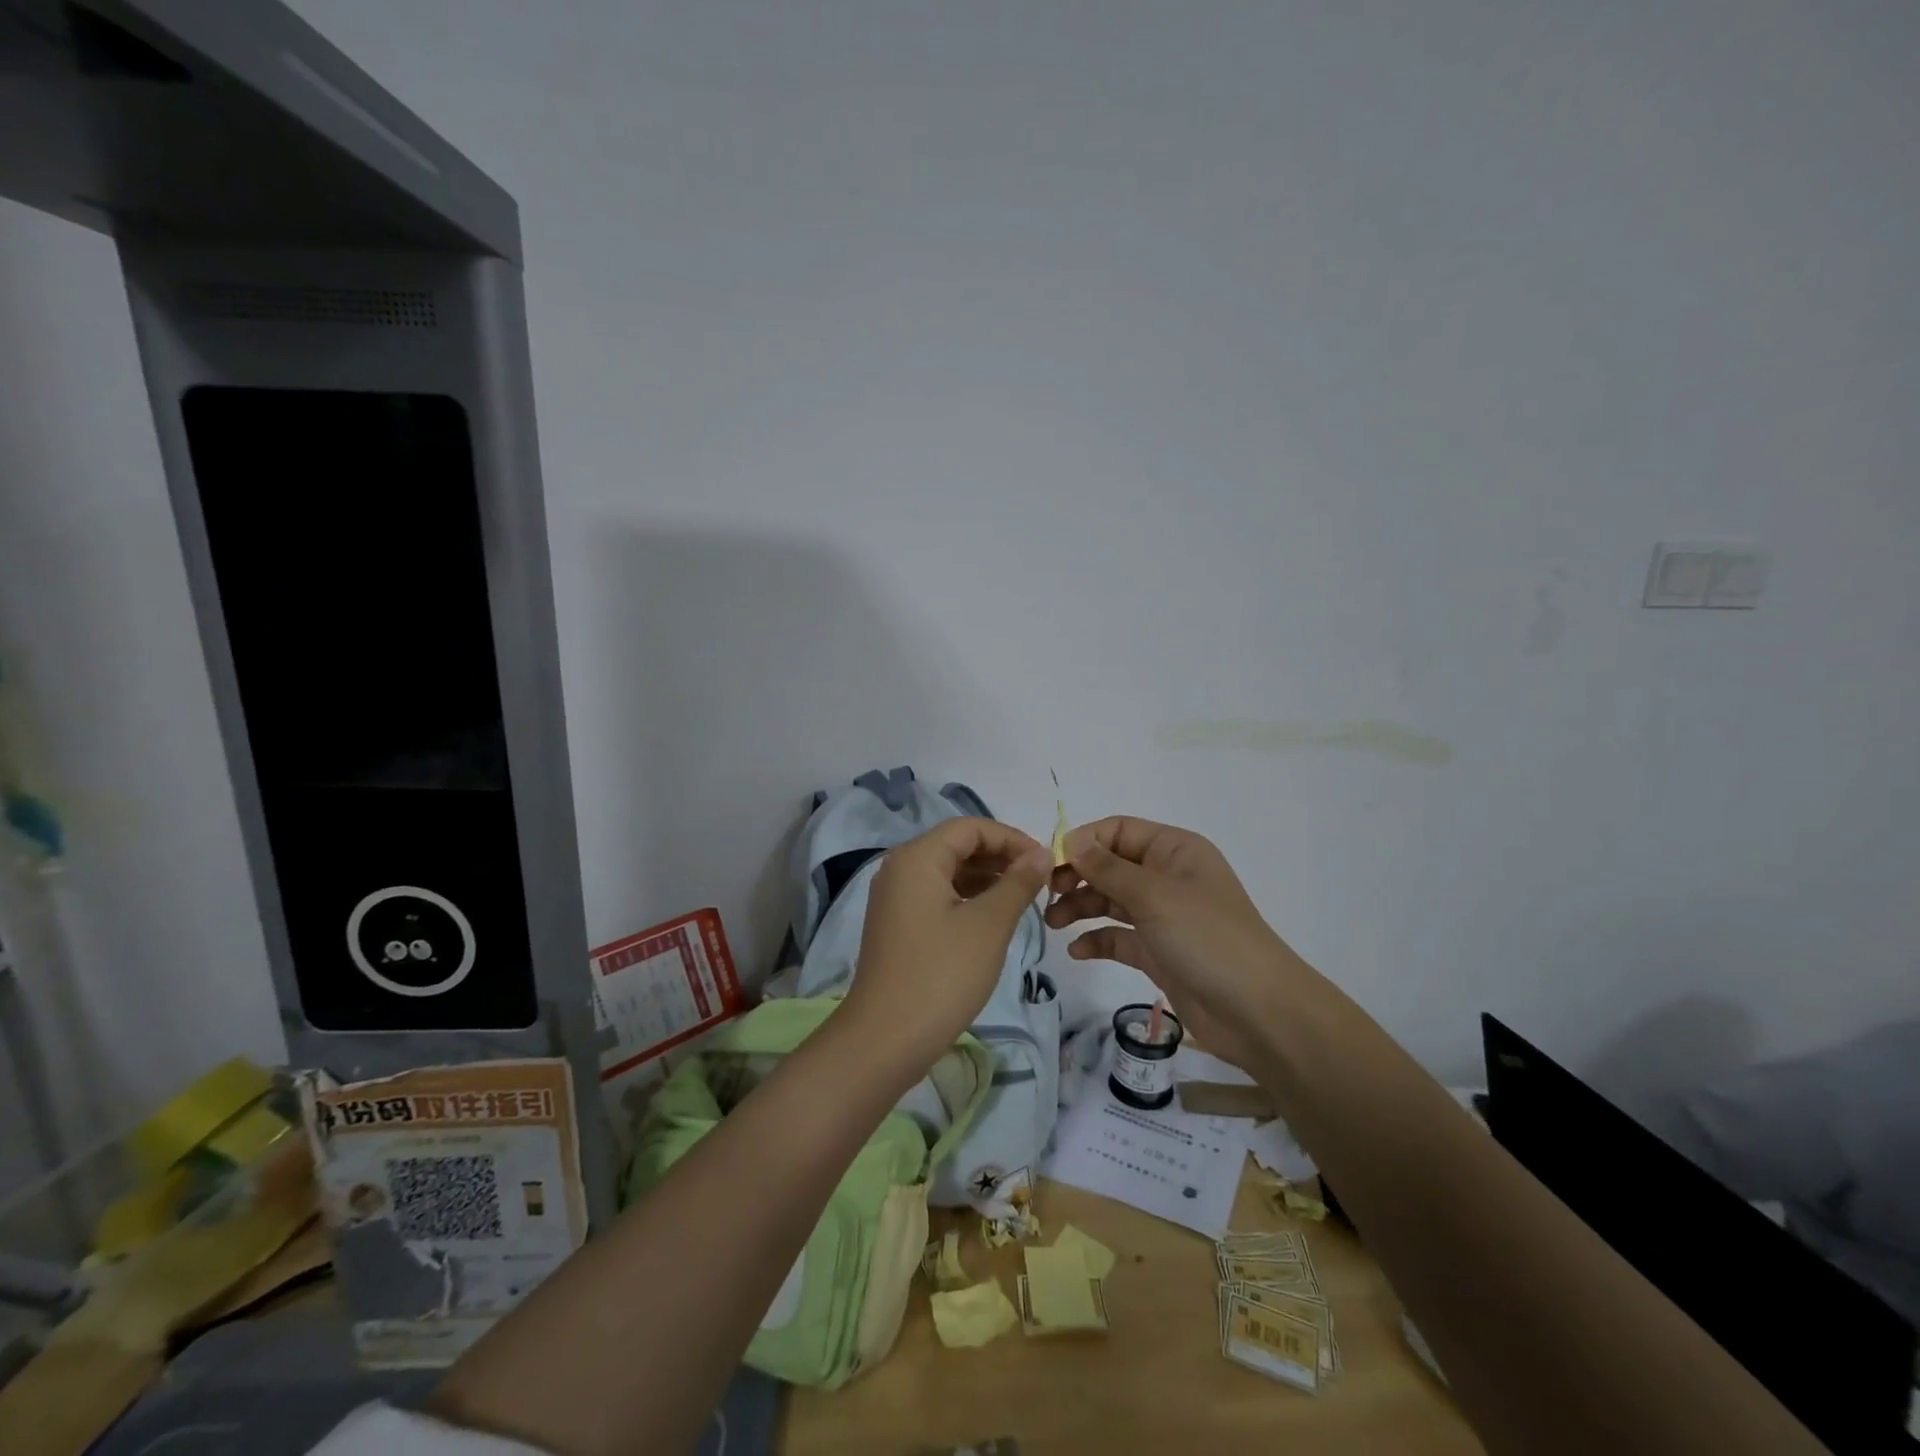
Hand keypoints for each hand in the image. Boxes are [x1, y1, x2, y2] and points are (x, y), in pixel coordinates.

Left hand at [842, 818, 1051, 1081]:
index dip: (1011, 838)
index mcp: (917, 858)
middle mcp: (900, 868)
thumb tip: (1042, 853)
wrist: (885, 1039)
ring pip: (948, 871)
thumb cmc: (942, 975)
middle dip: (999, 856)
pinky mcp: (897, 924)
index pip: (970, 828)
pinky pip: (937, 894)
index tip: (1045, 861)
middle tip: (1038, 880)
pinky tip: (993, 916)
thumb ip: (1018, 882)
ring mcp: (895, 897)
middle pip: (956, 845)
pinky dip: (967, 897)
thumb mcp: (989, 925)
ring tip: (1023, 897)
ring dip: (986, 877)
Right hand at [1045, 816, 1303, 1070]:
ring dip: (1081, 907)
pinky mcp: (1159, 952)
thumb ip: (1108, 868)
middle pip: (1111, 865)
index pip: (1119, 830)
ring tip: (1054, 923)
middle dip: (1078, 876)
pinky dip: (1097, 940)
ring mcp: (1164, 916)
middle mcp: (1168, 877)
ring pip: (1111, 901)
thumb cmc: (1206, 937)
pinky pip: (1119, 937)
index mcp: (1174, 850)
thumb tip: (1071, 842)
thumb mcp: (1154, 895)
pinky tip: (1077, 951)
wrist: (1257, 1011)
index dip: (1084, 841)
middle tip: (1048, 896)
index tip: (1050, 863)